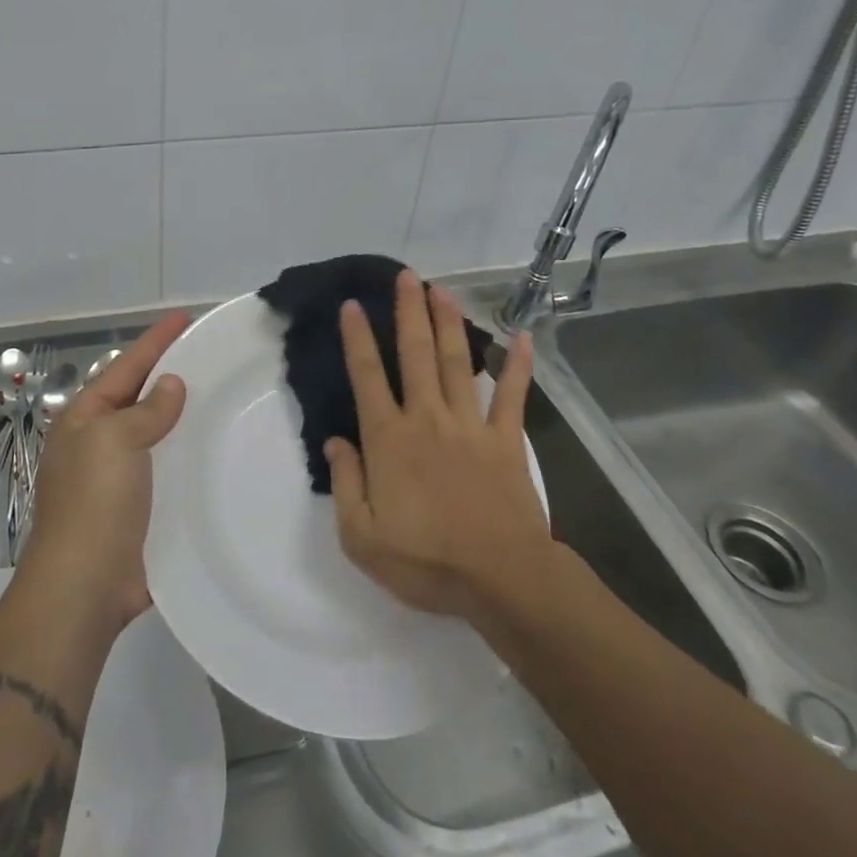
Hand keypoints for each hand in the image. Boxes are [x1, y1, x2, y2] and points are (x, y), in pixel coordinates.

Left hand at [15, 312, 190, 628]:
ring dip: (185, 417)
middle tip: (213, 355)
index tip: (185, 318)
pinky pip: (170, 470)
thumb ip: (147, 410)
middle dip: (172, 375)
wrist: (84, 587)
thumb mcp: (115, 441)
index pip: (125, 367)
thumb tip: (171, 385)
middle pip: (141, 398)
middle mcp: (100, 443)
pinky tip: (220, 449)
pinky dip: (191, 456)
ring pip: (159, 434)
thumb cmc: (94, 503)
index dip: (155, 342)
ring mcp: (121, 478)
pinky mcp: (143, 509)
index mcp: (85, 419)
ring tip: (224, 396)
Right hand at [325, 272, 552, 618]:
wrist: (500, 579)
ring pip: (455, 362)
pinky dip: (517, 365)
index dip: (358, 338)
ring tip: (441, 290)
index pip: (367, 377)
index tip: (353, 305)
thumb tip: (335, 441)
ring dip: (449, 323)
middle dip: (409, 312)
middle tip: (406, 276)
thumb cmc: (425, 560)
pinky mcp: (505, 440)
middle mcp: (427, 418)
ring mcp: (470, 425)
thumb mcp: (361, 537)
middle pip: (415, 354)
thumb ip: (345, 483)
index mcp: (389, 439)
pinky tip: (521, 337)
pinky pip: (512, 395)